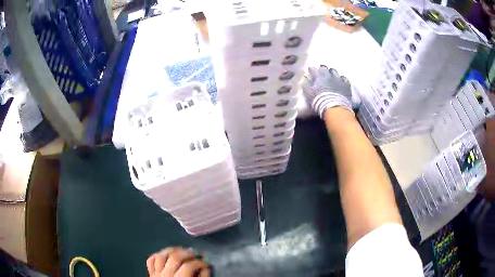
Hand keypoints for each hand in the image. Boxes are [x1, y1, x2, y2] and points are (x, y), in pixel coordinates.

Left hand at [147, 247, 209, 276]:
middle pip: (174, 258)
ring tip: (180, 251)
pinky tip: (165, 255)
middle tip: (195, 253)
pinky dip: (158, 255)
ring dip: (171, 250)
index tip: (205, 264)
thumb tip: (205, 268)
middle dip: (186, 253)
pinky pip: (151, 260)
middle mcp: (166, 275)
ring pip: (161, 256)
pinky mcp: (151, 274)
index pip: (189, 266)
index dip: (199, 263)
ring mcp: (156, 274)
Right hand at [302, 65, 352, 117]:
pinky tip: (341, 82)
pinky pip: (344, 78)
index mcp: (319, 76)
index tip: (310, 70)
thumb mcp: (309, 93)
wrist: (335, 107)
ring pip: (335, 72)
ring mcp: (338, 79)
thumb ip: (306, 85)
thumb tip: (305, 79)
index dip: (311, 69)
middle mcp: (329, 75)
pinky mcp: (346, 84)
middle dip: (322, 69)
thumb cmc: (320, 100)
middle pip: (325, 68)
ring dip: (332, 73)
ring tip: (332, 76)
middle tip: (321, 72)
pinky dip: (341, 79)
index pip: (313, 69)